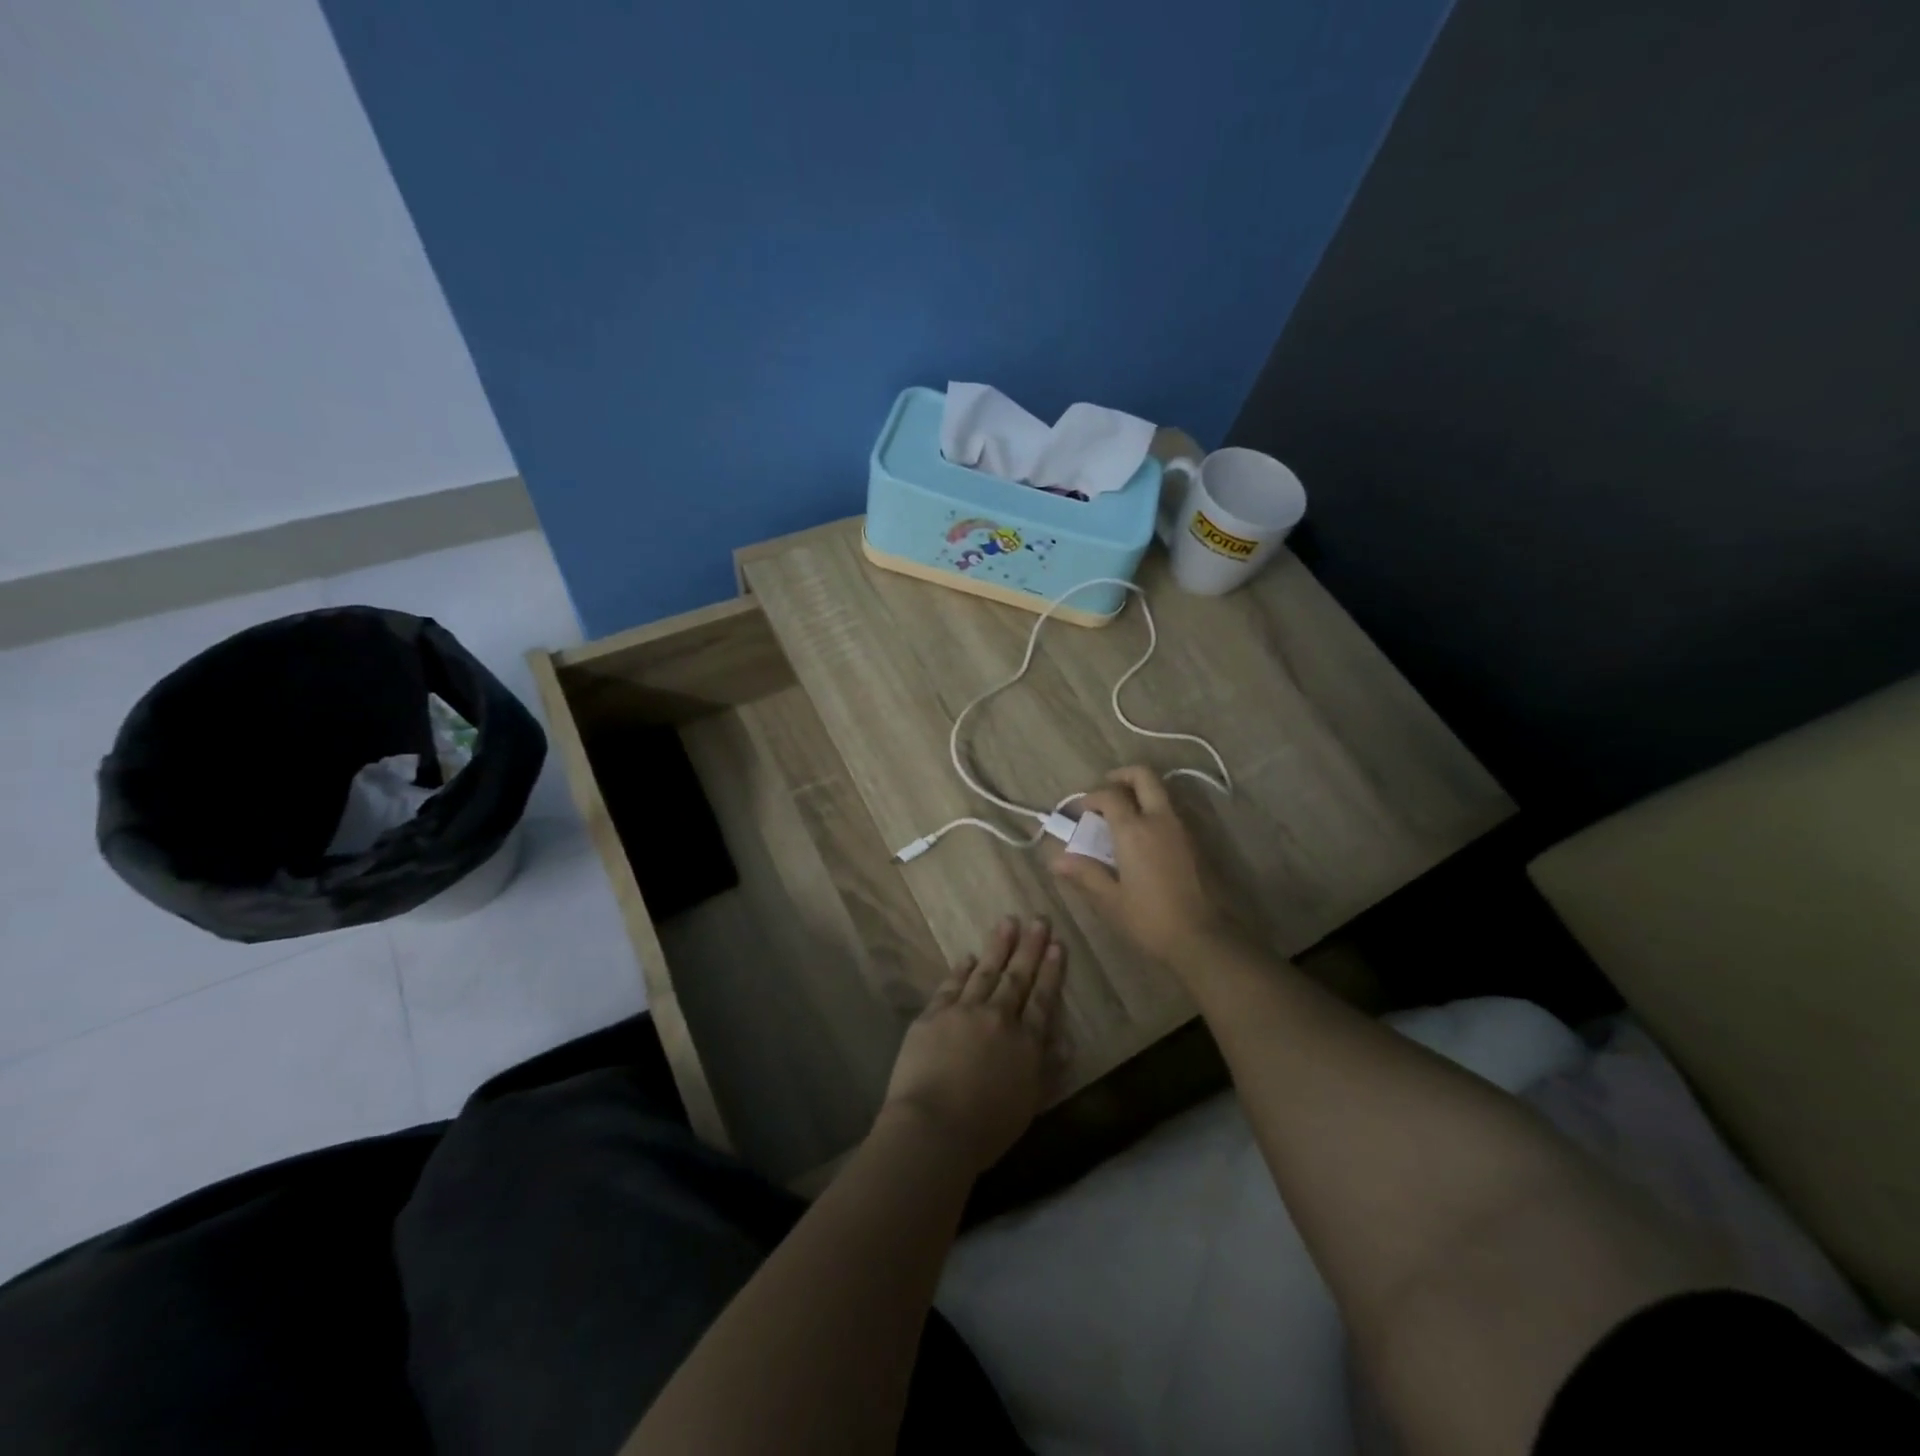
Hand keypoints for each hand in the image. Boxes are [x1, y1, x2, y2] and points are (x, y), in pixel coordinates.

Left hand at [879, 916, 1066, 1176]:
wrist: (933, 1127)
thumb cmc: (986, 1129)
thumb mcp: (1028, 1105)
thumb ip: (1047, 1071)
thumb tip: (1066, 1043)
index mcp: (1025, 1043)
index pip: (1043, 1000)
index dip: (1051, 971)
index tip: (1057, 945)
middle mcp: (998, 1018)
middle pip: (1017, 977)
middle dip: (1030, 948)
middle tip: (1039, 920)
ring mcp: (963, 1012)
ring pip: (985, 972)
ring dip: (998, 946)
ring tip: (1007, 922)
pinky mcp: (933, 1015)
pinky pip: (951, 985)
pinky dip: (961, 970)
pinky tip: (968, 957)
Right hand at [1046, 765, 1232, 964]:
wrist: (1205, 939)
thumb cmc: (1151, 919)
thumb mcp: (1111, 901)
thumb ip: (1085, 874)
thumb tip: (1056, 860)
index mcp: (1134, 830)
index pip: (1109, 795)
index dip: (1090, 797)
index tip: (1077, 811)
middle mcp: (1160, 820)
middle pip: (1143, 776)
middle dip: (1121, 776)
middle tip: (1105, 792)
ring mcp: (1183, 829)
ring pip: (1161, 792)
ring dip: (1140, 793)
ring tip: (1121, 816)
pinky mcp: (1197, 842)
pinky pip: (1172, 812)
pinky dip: (1154, 811)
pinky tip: (1143, 838)